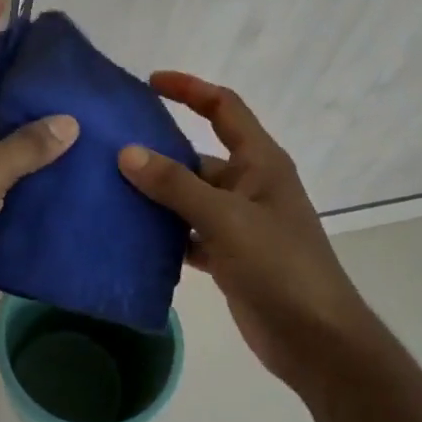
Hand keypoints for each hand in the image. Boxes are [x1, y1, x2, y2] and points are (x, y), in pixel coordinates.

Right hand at [117, 72, 367, 391]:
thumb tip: (126, 152)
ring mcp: (238, 222)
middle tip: (107, 149)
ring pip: (188, 197)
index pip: (224, 107)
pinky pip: (187, 233)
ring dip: (155, 195)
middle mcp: (249, 185)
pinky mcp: (228, 255)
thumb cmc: (279, 266)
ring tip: (106, 190)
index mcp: (260, 162)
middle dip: (157, 151)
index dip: (189, 89)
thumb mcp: (225, 218)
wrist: (315, 339)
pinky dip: (162, 233)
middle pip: (197, 155)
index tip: (149, 82)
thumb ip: (175, 185)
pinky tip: (128, 236)